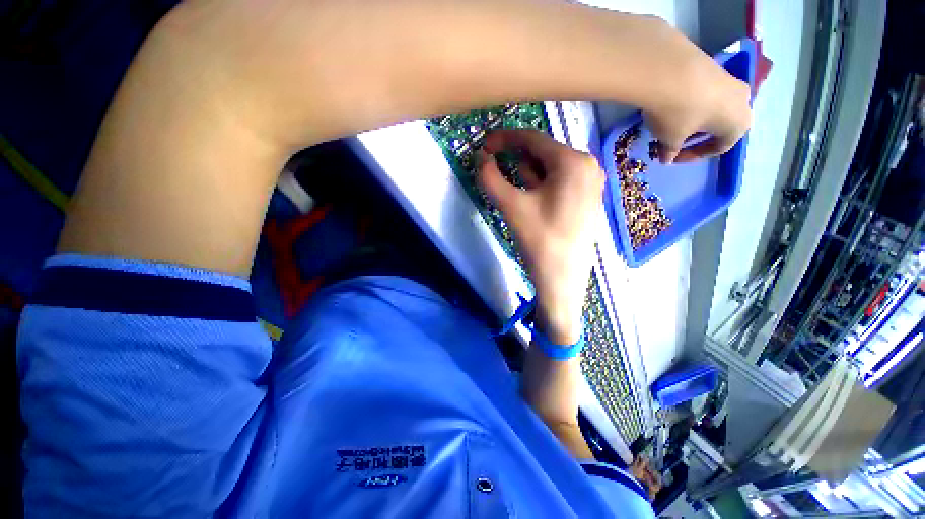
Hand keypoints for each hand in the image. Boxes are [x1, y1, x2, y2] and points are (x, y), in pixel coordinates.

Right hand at [477, 130, 603, 344]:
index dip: (504, 139)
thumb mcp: (511, 206)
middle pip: (542, 153)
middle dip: (516, 161)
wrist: (562, 280)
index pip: (533, 139)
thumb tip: (480, 157)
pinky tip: (531, 202)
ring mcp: (591, 183)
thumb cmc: (539, 241)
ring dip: (527, 175)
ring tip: (517, 196)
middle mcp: (588, 166)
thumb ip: (490, 177)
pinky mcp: (587, 198)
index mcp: (574, 162)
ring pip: (550, 169)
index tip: (484, 146)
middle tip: (496, 173)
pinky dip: (540, 185)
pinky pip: (559, 182)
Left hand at [641, 28, 752, 163]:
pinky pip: (706, 92)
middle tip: (673, 142)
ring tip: (670, 126)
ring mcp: (731, 81)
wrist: (671, 70)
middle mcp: (744, 102)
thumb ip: (671, 151)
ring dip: (693, 121)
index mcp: (739, 124)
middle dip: (695, 138)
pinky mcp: (716, 67)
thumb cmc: (678, 114)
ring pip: (714, 109)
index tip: (673, 158)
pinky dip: (692, 104)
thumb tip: (667, 159)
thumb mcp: (671, 138)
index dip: (694, 156)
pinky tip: (672, 106)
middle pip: (719, 127)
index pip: (720, 147)